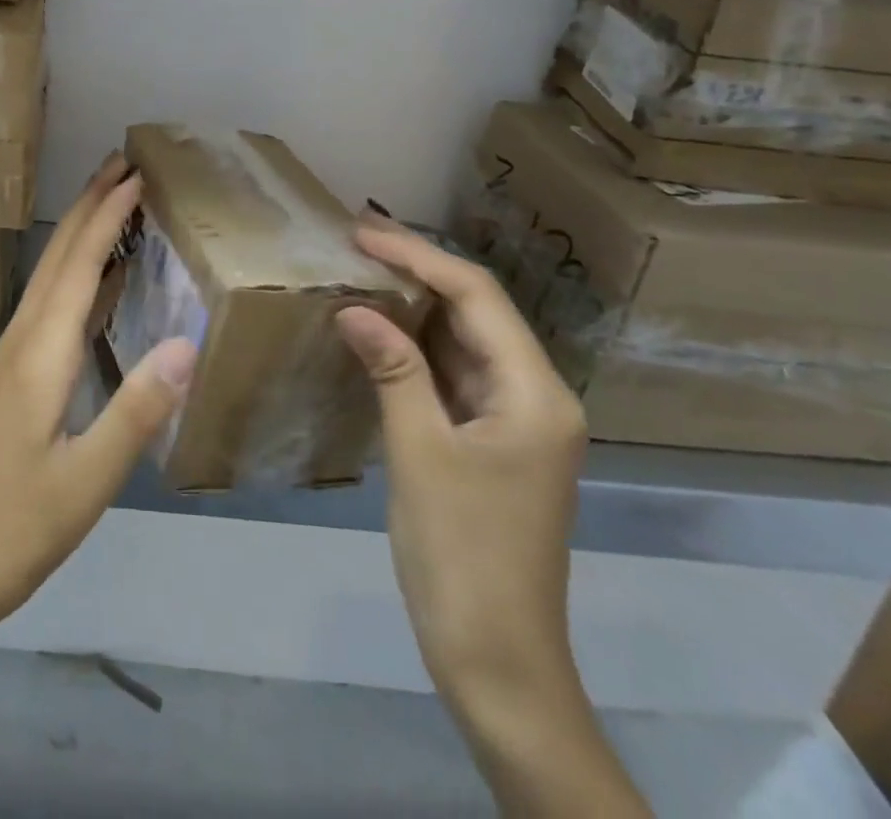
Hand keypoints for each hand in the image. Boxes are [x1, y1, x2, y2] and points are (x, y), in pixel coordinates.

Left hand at [0, 157, 198, 818]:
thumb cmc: (14, 528)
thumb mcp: (87, 480)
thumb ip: (136, 410)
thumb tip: (187, 342)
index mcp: (41, 354)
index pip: (78, 265)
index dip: (106, 216)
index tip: (135, 175)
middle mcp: (23, 341)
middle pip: (57, 257)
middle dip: (89, 205)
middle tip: (123, 165)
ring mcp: (13, 359)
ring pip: (50, 276)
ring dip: (79, 233)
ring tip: (112, 204)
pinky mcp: (12, 379)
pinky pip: (49, 305)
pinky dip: (76, 275)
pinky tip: (94, 284)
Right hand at [335, 218, 586, 705]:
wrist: (496, 657)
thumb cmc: (461, 551)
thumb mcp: (420, 451)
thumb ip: (392, 369)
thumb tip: (354, 307)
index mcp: (535, 393)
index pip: (476, 297)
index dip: (418, 256)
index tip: (362, 233)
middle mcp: (536, 396)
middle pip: (475, 312)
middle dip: (418, 271)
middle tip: (358, 239)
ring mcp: (515, 420)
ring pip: (463, 342)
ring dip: (415, 307)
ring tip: (362, 270)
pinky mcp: (492, 441)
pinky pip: (453, 375)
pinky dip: (415, 348)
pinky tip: (378, 330)